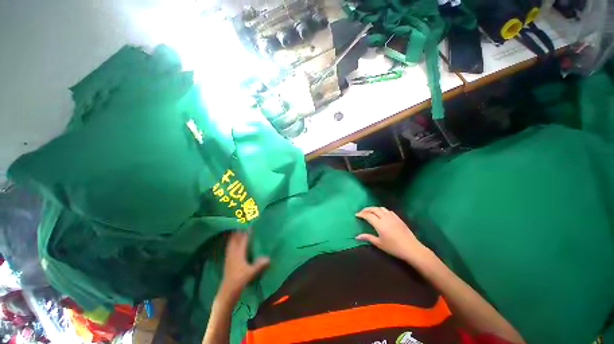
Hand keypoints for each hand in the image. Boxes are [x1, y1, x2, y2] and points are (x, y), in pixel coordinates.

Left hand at [219, 231, 269, 298]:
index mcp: (239, 253)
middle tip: (243, 224)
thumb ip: (259, 264)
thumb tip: (269, 258)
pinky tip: (233, 242)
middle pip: (235, 238)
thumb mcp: (251, 272)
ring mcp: (229, 256)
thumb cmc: (240, 280)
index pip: (243, 239)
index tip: (251, 226)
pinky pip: (229, 247)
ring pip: (231, 242)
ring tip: (237, 230)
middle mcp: (233, 252)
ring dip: (234, 236)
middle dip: (238, 231)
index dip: (247, 232)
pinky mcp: (227, 260)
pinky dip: (231, 242)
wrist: (227, 291)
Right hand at [355, 207, 426, 262]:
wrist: (411, 248)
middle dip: (366, 209)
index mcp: (379, 224)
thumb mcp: (379, 243)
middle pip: (374, 209)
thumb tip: (357, 236)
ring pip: (381, 208)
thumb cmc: (393, 247)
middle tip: (362, 212)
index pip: (368, 215)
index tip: (356, 215)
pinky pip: (388, 211)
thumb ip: (368, 237)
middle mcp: (385, 218)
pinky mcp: (398, 218)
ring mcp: (392, 217)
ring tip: (371, 212)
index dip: (361, 214)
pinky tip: (382, 214)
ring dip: (374, 208)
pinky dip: (382, 210)